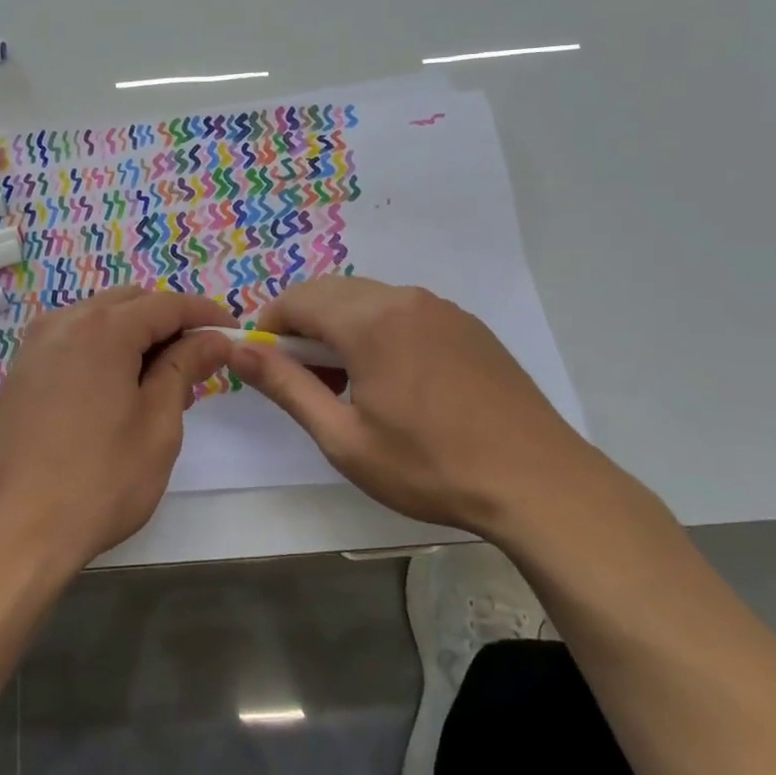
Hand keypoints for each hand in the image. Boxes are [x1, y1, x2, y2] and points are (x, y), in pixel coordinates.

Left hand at [0, 287, 233, 573]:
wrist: (15, 530)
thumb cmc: (99, 481)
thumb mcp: (158, 425)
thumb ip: (185, 368)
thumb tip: (212, 339)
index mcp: (103, 329)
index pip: (167, 304)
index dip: (205, 314)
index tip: (233, 333)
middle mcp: (64, 322)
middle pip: (130, 303)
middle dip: (169, 324)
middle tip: (198, 365)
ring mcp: (36, 346)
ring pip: (99, 319)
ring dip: (136, 336)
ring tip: (161, 384)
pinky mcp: (22, 372)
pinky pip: (73, 340)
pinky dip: (104, 349)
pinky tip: (119, 391)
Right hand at [228, 276, 605, 534]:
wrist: (537, 482)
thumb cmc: (429, 466)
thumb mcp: (343, 437)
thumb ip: (286, 386)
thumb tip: (238, 351)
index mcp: (369, 320)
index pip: (297, 299)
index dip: (270, 325)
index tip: (265, 364)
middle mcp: (403, 298)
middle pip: (331, 292)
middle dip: (303, 325)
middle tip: (304, 379)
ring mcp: (441, 308)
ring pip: (368, 299)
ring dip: (340, 328)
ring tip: (347, 383)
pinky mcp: (466, 324)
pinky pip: (403, 311)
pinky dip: (377, 330)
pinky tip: (392, 380)